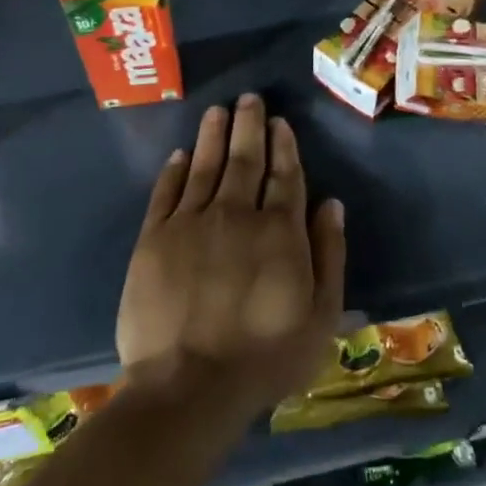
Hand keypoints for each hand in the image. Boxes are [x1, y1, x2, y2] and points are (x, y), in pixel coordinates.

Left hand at [116, 95, 345, 419]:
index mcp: (279, 231)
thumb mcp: (321, 315)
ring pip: (205, 167)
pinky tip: (181, 154)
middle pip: (245, 160)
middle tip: (249, 99)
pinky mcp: (153, 240)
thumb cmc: (266, 357)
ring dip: (213, 136)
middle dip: (249, 127)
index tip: (280, 122)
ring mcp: (191, 224)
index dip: (284, 146)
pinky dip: (174, 171)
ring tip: (218, 111)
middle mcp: (236, 214)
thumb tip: (332, 204)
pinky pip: (166, 194)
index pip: (285, 176)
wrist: (190, 386)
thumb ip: (329, 254)